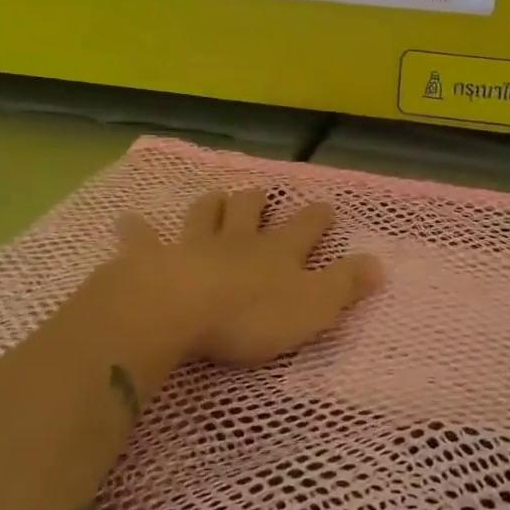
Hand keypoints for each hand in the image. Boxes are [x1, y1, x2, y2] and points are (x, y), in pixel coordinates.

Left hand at [110, 189, 382, 373]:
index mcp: (277, 252)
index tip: (325, 207)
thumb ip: (346, 285)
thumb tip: (381, 265)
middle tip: (260, 193)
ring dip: (210, 205)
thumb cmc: (250, 315)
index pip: (305, 228)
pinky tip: (128, 223)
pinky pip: (142, 240)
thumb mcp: (313, 306)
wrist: (178, 310)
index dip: (317, 217)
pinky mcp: (153, 259)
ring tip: (214, 196)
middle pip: (249, 212)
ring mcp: (193, 245)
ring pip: (204, 216)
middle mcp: (237, 241)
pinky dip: (137, 231)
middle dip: (257, 201)